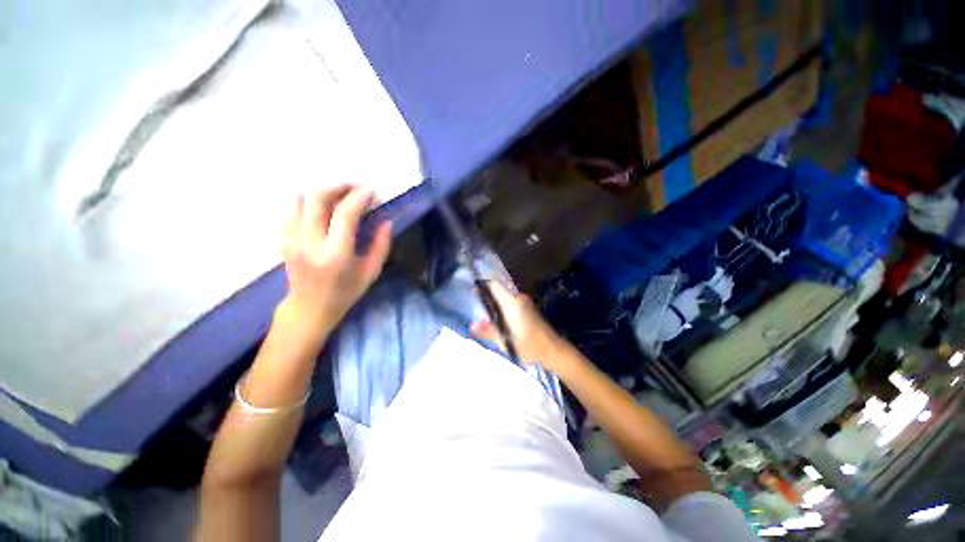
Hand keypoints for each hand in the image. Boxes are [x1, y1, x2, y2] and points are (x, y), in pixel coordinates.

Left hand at [278, 186, 391, 338]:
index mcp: (336, 253)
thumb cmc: (346, 292)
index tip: (371, 191)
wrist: (309, 308)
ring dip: (321, 191)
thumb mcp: (371, 272)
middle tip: (354, 187)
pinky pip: (291, 209)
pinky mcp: (283, 239)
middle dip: (338, 186)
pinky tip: (322, 207)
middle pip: (317, 198)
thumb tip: (387, 222)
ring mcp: (292, 239)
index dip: (359, 197)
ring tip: (338, 194)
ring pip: (300, 199)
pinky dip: (307, 201)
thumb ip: (381, 246)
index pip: (345, 214)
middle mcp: (310, 242)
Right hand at [471, 282, 570, 371]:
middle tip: (475, 304)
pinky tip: (497, 318)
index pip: (494, 285)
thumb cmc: (529, 345)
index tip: (472, 291)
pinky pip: (511, 302)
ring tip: (483, 312)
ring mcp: (525, 302)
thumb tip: (472, 325)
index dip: (482, 285)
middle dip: (487, 295)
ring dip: (494, 302)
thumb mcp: (506, 341)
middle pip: (499, 290)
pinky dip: (502, 306)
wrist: (552, 350)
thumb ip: (488, 331)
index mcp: (512, 302)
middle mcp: (518, 298)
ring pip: (505, 297)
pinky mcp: (528, 308)